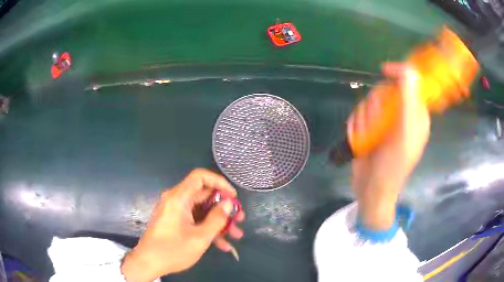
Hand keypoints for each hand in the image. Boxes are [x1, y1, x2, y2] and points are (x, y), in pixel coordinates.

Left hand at [121, 168, 244, 281]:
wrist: (148, 263)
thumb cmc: (172, 250)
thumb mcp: (200, 237)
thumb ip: (216, 219)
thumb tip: (229, 203)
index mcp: (178, 198)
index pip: (200, 177)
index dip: (219, 182)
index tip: (233, 197)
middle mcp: (176, 200)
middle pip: (204, 195)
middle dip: (224, 207)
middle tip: (239, 219)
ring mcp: (175, 211)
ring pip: (202, 210)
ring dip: (219, 222)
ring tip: (236, 235)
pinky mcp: (175, 221)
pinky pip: (195, 220)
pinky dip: (208, 229)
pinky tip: (223, 245)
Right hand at [348, 63, 429, 229]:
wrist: (372, 191)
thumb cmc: (392, 167)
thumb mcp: (404, 135)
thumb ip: (408, 102)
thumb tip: (409, 71)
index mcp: (416, 115)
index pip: (410, 82)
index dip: (399, 73)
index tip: (384, 70)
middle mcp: (401, 115)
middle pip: (385, 90)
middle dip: (376, 106)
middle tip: (375, 124)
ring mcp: (386, 122)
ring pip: (369, 102)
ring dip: (364, 119)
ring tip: (366, 138)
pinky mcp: (371, 128)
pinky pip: (359, 114)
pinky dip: (356, 126)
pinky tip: (358, 140)